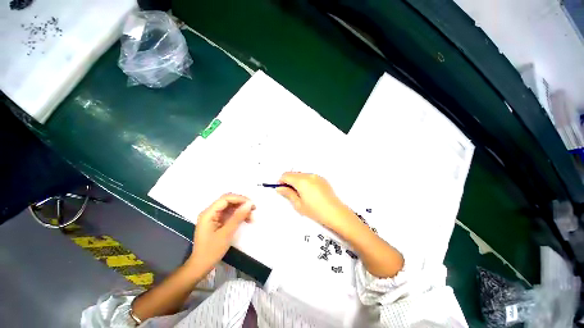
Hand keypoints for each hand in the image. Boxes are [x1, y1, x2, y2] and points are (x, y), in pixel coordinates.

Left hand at [188, 194, 254, 274]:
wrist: (201, 266)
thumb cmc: (211, 251)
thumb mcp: (226, 233)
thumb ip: (238, 217)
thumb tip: (249, 204)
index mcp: (209, 213)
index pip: (226, 199)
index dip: (240, 199)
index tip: (251, 204)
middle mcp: (210, 212)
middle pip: (228, 201)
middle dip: (242, 204)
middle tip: (253, 209)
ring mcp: (214, 217)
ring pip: (231, 207)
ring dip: (242, 210)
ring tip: (252, 217)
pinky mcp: (217, 221)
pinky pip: (230, 214)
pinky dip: (238, 216)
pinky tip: (246, 220)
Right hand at [277, 172, 351, 228]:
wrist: (335, 213)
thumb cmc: (316, 211)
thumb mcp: (299, 204)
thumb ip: (288, 193)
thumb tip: (279, 188)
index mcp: (302, 181)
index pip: (286, 175)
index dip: (281, 181)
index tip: (280, 188)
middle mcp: (309, 175)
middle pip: (293, 173)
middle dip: (288, 180)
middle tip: (289, 192)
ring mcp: (316, 176)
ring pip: (301, 174)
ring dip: (296, 180)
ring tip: (299, 193)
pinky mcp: (322, 178)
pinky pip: (309, 176)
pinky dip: (304, 181)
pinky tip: (308, 191)